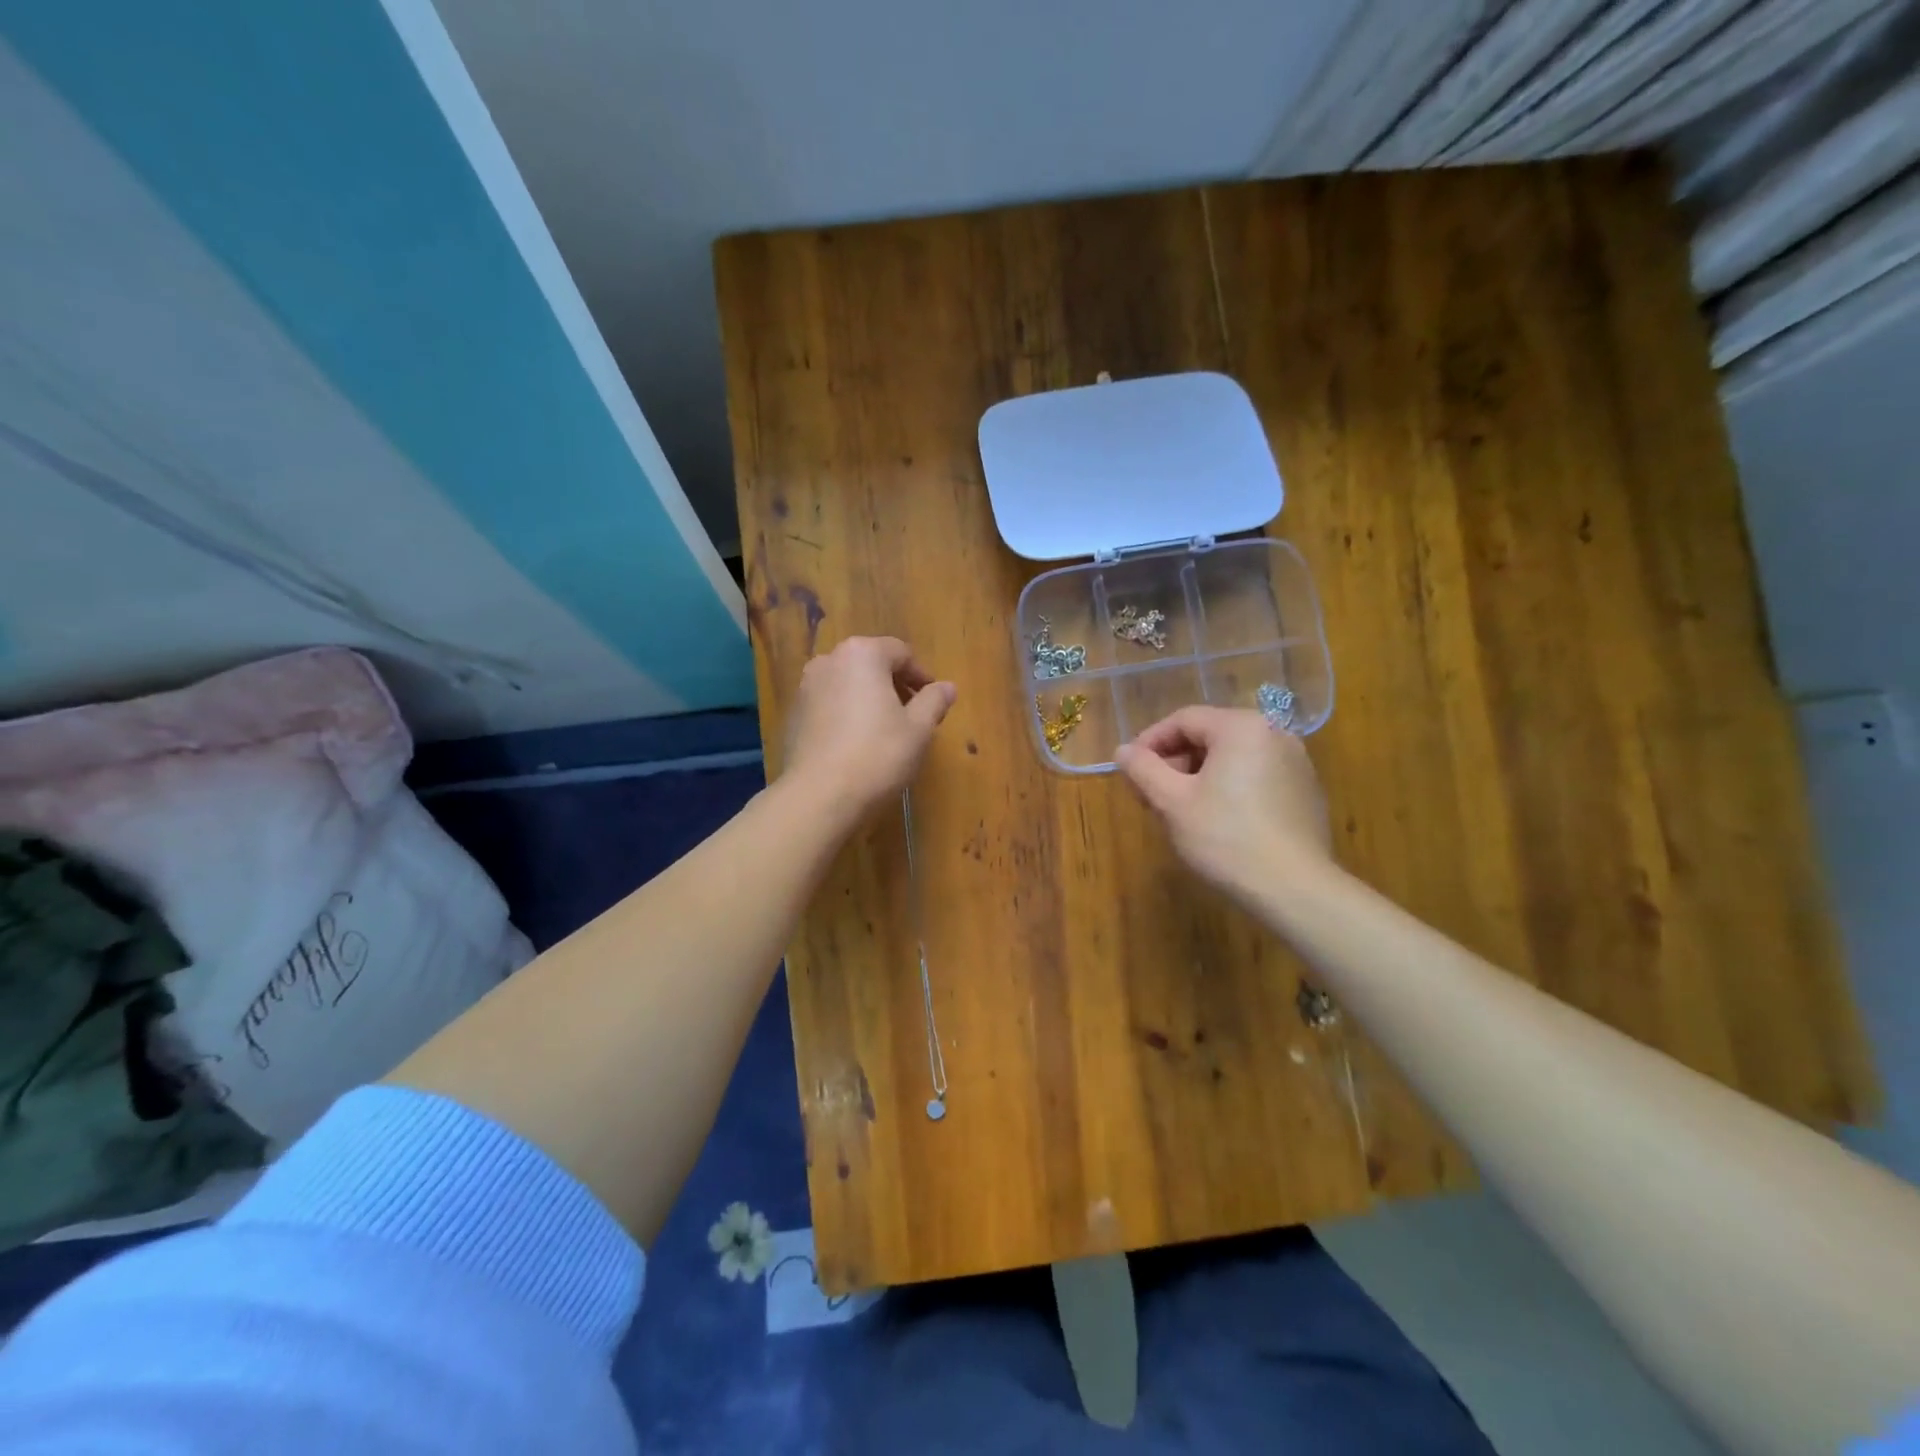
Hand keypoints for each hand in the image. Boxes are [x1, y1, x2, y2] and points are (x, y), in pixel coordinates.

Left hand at [782, 636, 956, 817]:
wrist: (819, 795)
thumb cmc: (877, 755)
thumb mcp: (918, 729)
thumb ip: (934, 701)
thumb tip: (947, 687)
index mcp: (862, 654)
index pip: (900, 652)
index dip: (921, 676)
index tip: (933, 701)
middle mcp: (829, 661)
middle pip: (871, 665)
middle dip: (894, 686)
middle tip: (913, 715)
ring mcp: (806, 688)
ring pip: (848, 684)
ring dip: (869, 699)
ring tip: (886, 731)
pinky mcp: (793, 715)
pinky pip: (829, 705)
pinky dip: (847, 714)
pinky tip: (857, 745)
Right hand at [1116, 707, 1331, 908]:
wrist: (1294, 889)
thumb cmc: (1225, 838)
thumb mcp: (1171, 802)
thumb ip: (1143, 769)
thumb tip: (1123, 751)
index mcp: (1241, 727)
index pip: (1183, 720)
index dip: (1150, 742)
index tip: (1130, 771)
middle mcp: (1274, 734)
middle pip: (1210, 736)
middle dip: (1175, 762)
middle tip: (1152, 795)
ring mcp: (1296, 762)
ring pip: (1233, 758)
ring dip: (1200, 776)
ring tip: (1180, 810)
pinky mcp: (1305, 791)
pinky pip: (1256, 777)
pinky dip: (1230, 788)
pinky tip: (1218, 822)